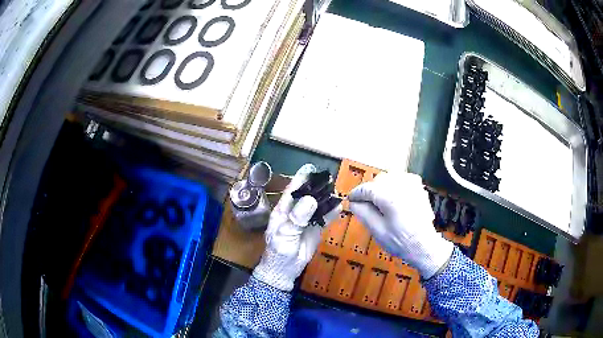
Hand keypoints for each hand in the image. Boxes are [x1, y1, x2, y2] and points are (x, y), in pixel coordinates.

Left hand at [253, 164, 341, 290]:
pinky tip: (339, 206)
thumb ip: (297, 218)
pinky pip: (325, 219)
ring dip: (326, 198)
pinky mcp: (315, 229)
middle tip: (329, 178)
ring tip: (336, 190)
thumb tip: (311, 199)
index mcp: (283, 211)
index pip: (292, 191)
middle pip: (307, 196)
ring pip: (317, 206)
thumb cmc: (278, 252)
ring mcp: (306, 221)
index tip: (311, 168)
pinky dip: (332, 212)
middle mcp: (295, 212)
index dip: (301, 179)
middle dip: (317, 187)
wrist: (285, 271)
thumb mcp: (285, 234)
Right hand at [348, 172, 452, 278]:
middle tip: (365, 204)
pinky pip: (401, 178)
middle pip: (378, 180)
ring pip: (389, 177)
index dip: (356, 194)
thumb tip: (353, 202)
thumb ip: (363, 213)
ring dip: (381, 187)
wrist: (423, 244)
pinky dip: (394, 185)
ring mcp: (412, 185)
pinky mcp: (418, 187)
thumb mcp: (377, 230)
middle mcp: (402, 186)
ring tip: (379, 202)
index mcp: (390, 197)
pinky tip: (393, 197)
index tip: (351, 199)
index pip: (367, 188)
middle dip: (370, 191)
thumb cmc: (401, 241)